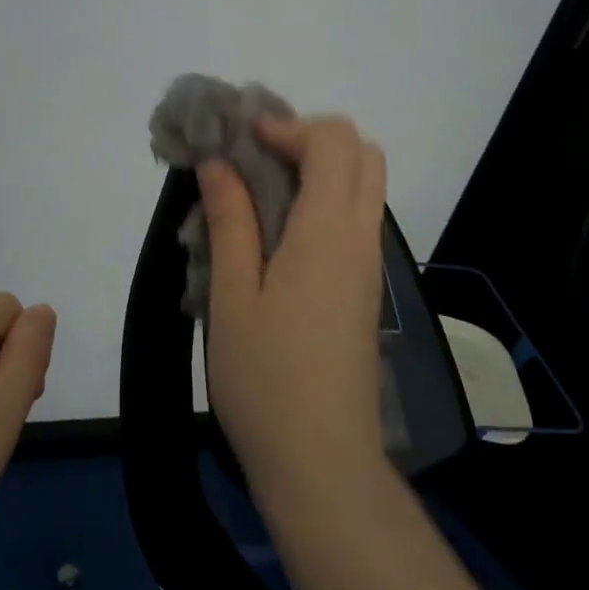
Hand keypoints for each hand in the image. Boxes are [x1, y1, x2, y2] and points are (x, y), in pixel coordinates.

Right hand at [198, 116, 388, 510]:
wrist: (322, 464)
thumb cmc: (266, 379)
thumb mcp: (232, 295)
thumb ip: (230, 220)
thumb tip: (219, 163)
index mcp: (328, 231)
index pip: (333, 140)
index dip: (288, 125)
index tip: (241, 141)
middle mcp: (360, 238)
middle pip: (363, 153)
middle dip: (311, 138)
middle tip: (257, 159)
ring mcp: (369, 265)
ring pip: (365, 185)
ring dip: (319, 168)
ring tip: (260, 192)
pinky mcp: (365, 289)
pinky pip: (356, 219)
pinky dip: (324, 200)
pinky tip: (276, 233)